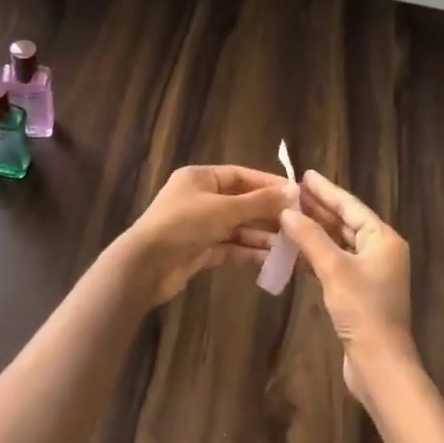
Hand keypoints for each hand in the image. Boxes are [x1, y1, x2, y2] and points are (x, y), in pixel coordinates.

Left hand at [116, 164, 294, 305]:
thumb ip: (259, 202)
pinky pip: (229, 248)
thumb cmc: (184, 225)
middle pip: (241, 203)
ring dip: (261, 236)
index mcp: (200, 178)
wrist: (145, 266)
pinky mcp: (199, 251)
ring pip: (237, 228)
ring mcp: (199, 226)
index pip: (241, 175)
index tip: (296, 195)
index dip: (268, 184)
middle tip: (298, 224)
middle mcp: (200, 199)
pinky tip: (270, 260)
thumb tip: (293, 191)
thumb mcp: (225, 209)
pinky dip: (248, 252)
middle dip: (268, 214)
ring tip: (289, 245)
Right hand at [278, 171, 417, 405]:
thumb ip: (310, 237)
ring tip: (288, 215)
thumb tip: (287, 212)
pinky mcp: (359, 292)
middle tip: (291, 192)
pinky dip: (317, 254)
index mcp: (383, 239)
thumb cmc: (362, 310)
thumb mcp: (334, 268)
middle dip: (319, 208)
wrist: (379, 363)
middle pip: (345, 222)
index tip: (305, 175)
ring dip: (315, 231)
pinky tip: (296, 249)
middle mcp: (380, 251)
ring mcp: (371, 273)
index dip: (327, 190)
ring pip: (339, 243)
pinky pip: (336, 262)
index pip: (351, 206)